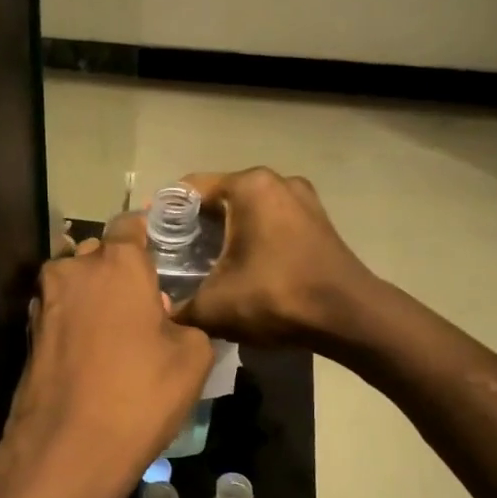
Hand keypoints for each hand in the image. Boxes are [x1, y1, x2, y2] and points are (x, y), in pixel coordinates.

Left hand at [0, 229, 213, 497]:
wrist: (67, 449)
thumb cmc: (139, 394)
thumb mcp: (193, 357)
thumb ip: (189, 322)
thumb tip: (170, 320)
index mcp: (115, 263)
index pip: (131, 225)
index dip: (150, 236)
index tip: (165, 257)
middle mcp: (72, 271)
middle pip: (99, 254)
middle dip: (120, 271)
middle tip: (147, 304)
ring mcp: (44, 303)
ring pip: (76, 284)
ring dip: (97, 298)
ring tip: (121, 334)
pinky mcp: (29, 335)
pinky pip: (62, 314)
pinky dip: (77, 323)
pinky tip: (95, 355)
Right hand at [172, 167, 378, 348]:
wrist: (349, 317)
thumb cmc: (277, 298)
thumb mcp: (214, 307)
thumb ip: (178, 307)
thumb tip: (159, 311)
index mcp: (248, 186)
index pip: (188, 189)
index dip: (162, 214)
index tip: (147, 240)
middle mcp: (275, 181)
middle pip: (218, 198)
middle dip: (193, 226)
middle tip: (171, 257)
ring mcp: (301, 198)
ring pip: (245, 210)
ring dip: (223, 233)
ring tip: (202, 265)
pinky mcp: (317, 220)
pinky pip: (270, 221)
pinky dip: (250, 237)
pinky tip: (240, 267)